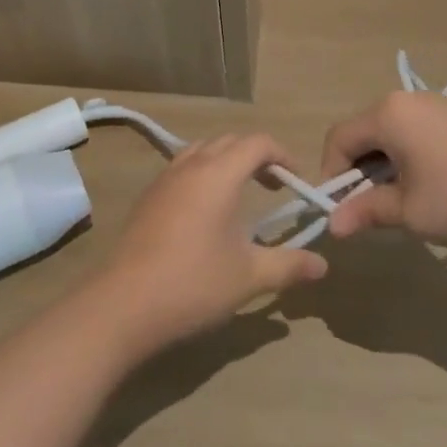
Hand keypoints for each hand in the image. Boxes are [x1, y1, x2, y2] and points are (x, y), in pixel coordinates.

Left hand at [91, 134, 327, 350]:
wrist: (123, 304)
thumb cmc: (193, 283)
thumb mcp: (250, 276)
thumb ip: (289, 265)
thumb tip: (323, 265)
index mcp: (218, 174)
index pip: (257, 143)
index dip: (282, 155)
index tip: (297, 182)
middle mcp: (190, 166)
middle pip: (229, 141)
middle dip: (257, 156)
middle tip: (275, 187)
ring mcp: (164, 180)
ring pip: (201, 151)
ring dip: (226, 162)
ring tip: (241, 194)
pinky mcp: (147, 198)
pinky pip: (182, 169)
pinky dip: (203, 174)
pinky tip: (206, 213)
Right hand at [321, 90, 446, 250]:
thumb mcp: (411, 212)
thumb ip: (366, 212)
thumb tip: (333, 224)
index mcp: (387, 114)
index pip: (338, 140)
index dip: (331, 177)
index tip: (345, 213)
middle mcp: (406, 99)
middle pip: (364, 134)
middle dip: (360, 174)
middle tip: (375, 213)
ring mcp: (437, 104)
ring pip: (391, 135)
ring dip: (386, 168)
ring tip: (408, 204)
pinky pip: (417, 133)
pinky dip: (411, 159)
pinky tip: (437, 188)